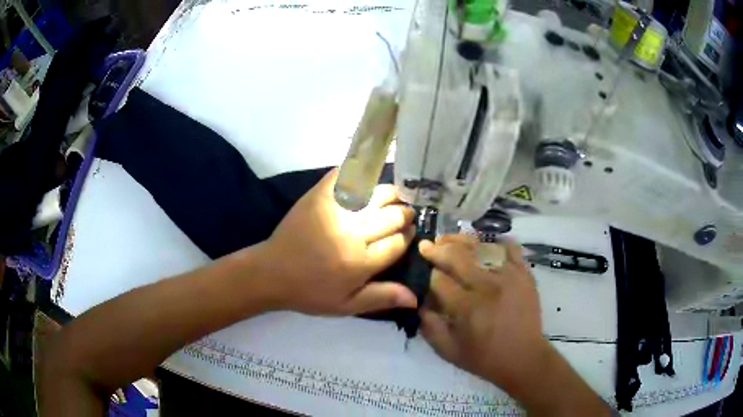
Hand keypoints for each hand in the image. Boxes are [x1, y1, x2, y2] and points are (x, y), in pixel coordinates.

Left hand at [260, 169, 417, 315]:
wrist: (271, 272)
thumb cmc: (310, 292)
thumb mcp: (346, 305)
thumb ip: (381, 298)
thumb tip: (415, 299)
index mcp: (361, 262)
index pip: (398, 243)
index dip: (408, 236)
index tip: (410, 231)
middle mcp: (353, 233)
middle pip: (391, 216)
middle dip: (404, 213)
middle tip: (406, 212)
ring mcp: (335, 211)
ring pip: (375, 194)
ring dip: (389, 194)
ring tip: (394, 196)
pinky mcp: (319, 196)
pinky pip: (345, 177)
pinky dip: (359, 173)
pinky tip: (367, 176)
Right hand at [418, 235, 548, 389]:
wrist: (524, 357)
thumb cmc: (484, 357)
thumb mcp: (448, 351)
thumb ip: (429, 326)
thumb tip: (418, 301)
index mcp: (467, 307)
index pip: (438, 279)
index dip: (426, 273)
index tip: (420, 270)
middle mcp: (487, 286)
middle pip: (457, 256)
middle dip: (437, 249)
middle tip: (427, 245)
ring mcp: (508, 276)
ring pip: (481, 246)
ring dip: (460, 241)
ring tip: (448, 239)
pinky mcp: (524, 273)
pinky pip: (508, 248)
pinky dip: (495, 243)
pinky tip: (483, 245)